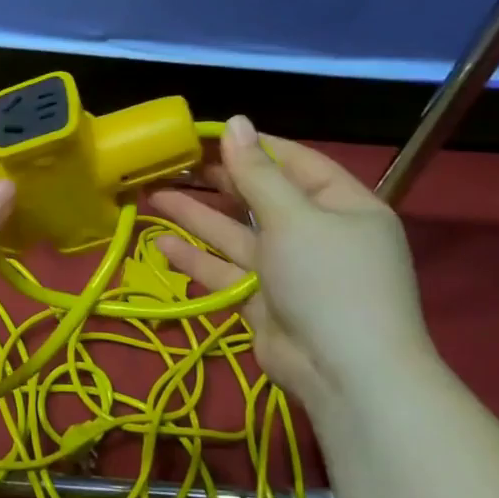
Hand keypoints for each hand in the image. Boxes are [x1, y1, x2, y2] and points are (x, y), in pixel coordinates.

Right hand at [148, 116, 437, 415]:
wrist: (346, 376)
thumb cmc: (329, 280)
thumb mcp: (294, 218)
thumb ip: (257, 173)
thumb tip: (234, 121)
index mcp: (342, 206)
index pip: (294, 162)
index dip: (251, 146)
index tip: (207, 134)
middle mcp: (316, 234)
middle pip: (259, 198)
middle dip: (216, 181)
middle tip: (170, 162)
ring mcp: (288, 271)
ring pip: (235, 234)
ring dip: (196, 216)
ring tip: (152, 195)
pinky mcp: (263, 302)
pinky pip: (226, 271)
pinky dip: (196, 259)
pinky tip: (160, 244)